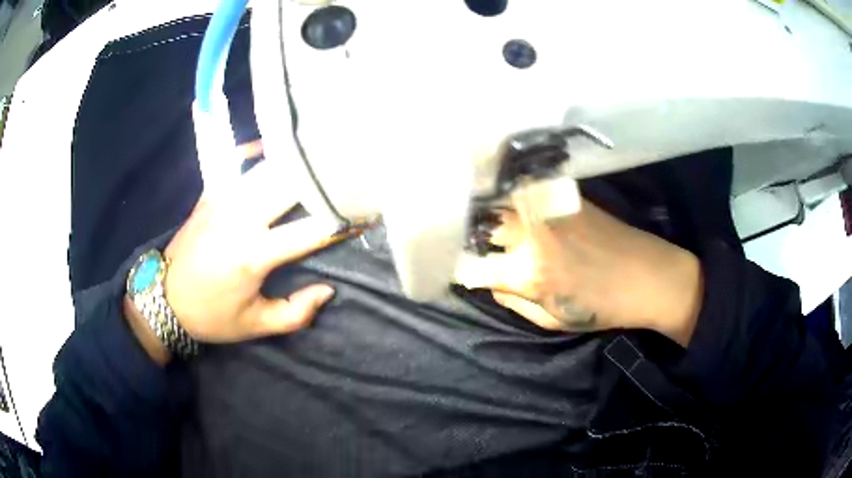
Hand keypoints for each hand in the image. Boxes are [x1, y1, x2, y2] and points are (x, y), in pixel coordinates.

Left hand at [125, 157, 352, 363]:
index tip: (366, 214)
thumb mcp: (255, 326)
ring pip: (266, 168)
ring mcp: (222, 200)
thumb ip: (296, 313)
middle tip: (349, 170)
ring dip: (294, 160)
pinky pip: (235, 161)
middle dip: (322, 178)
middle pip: (289, 185)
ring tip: (318, 152)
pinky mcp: (209, 194)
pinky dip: (254, 149)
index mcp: (253, 254)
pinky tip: (271, 145)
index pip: (310, 232)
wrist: (163, 298)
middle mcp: (240, 218)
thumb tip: (328, 290)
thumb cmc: (211, 316)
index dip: (341, 223)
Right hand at [454, 194, 703, 345]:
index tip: (456, 267)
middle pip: (479, 225)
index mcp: (529, 274)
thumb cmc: (603, 307)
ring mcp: (547, 208)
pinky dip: (509, 198)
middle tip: (468, 241)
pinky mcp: (562, 194)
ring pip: (498, 203)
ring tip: (483, 221)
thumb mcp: (552, 321)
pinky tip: (510, 205)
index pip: (472, 266)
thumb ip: (512, 301)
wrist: (648, 275)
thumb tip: (488, 280)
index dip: (459, 267)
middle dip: (469, 234)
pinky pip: (522, 192)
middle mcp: (532, 234)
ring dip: (487, 213)